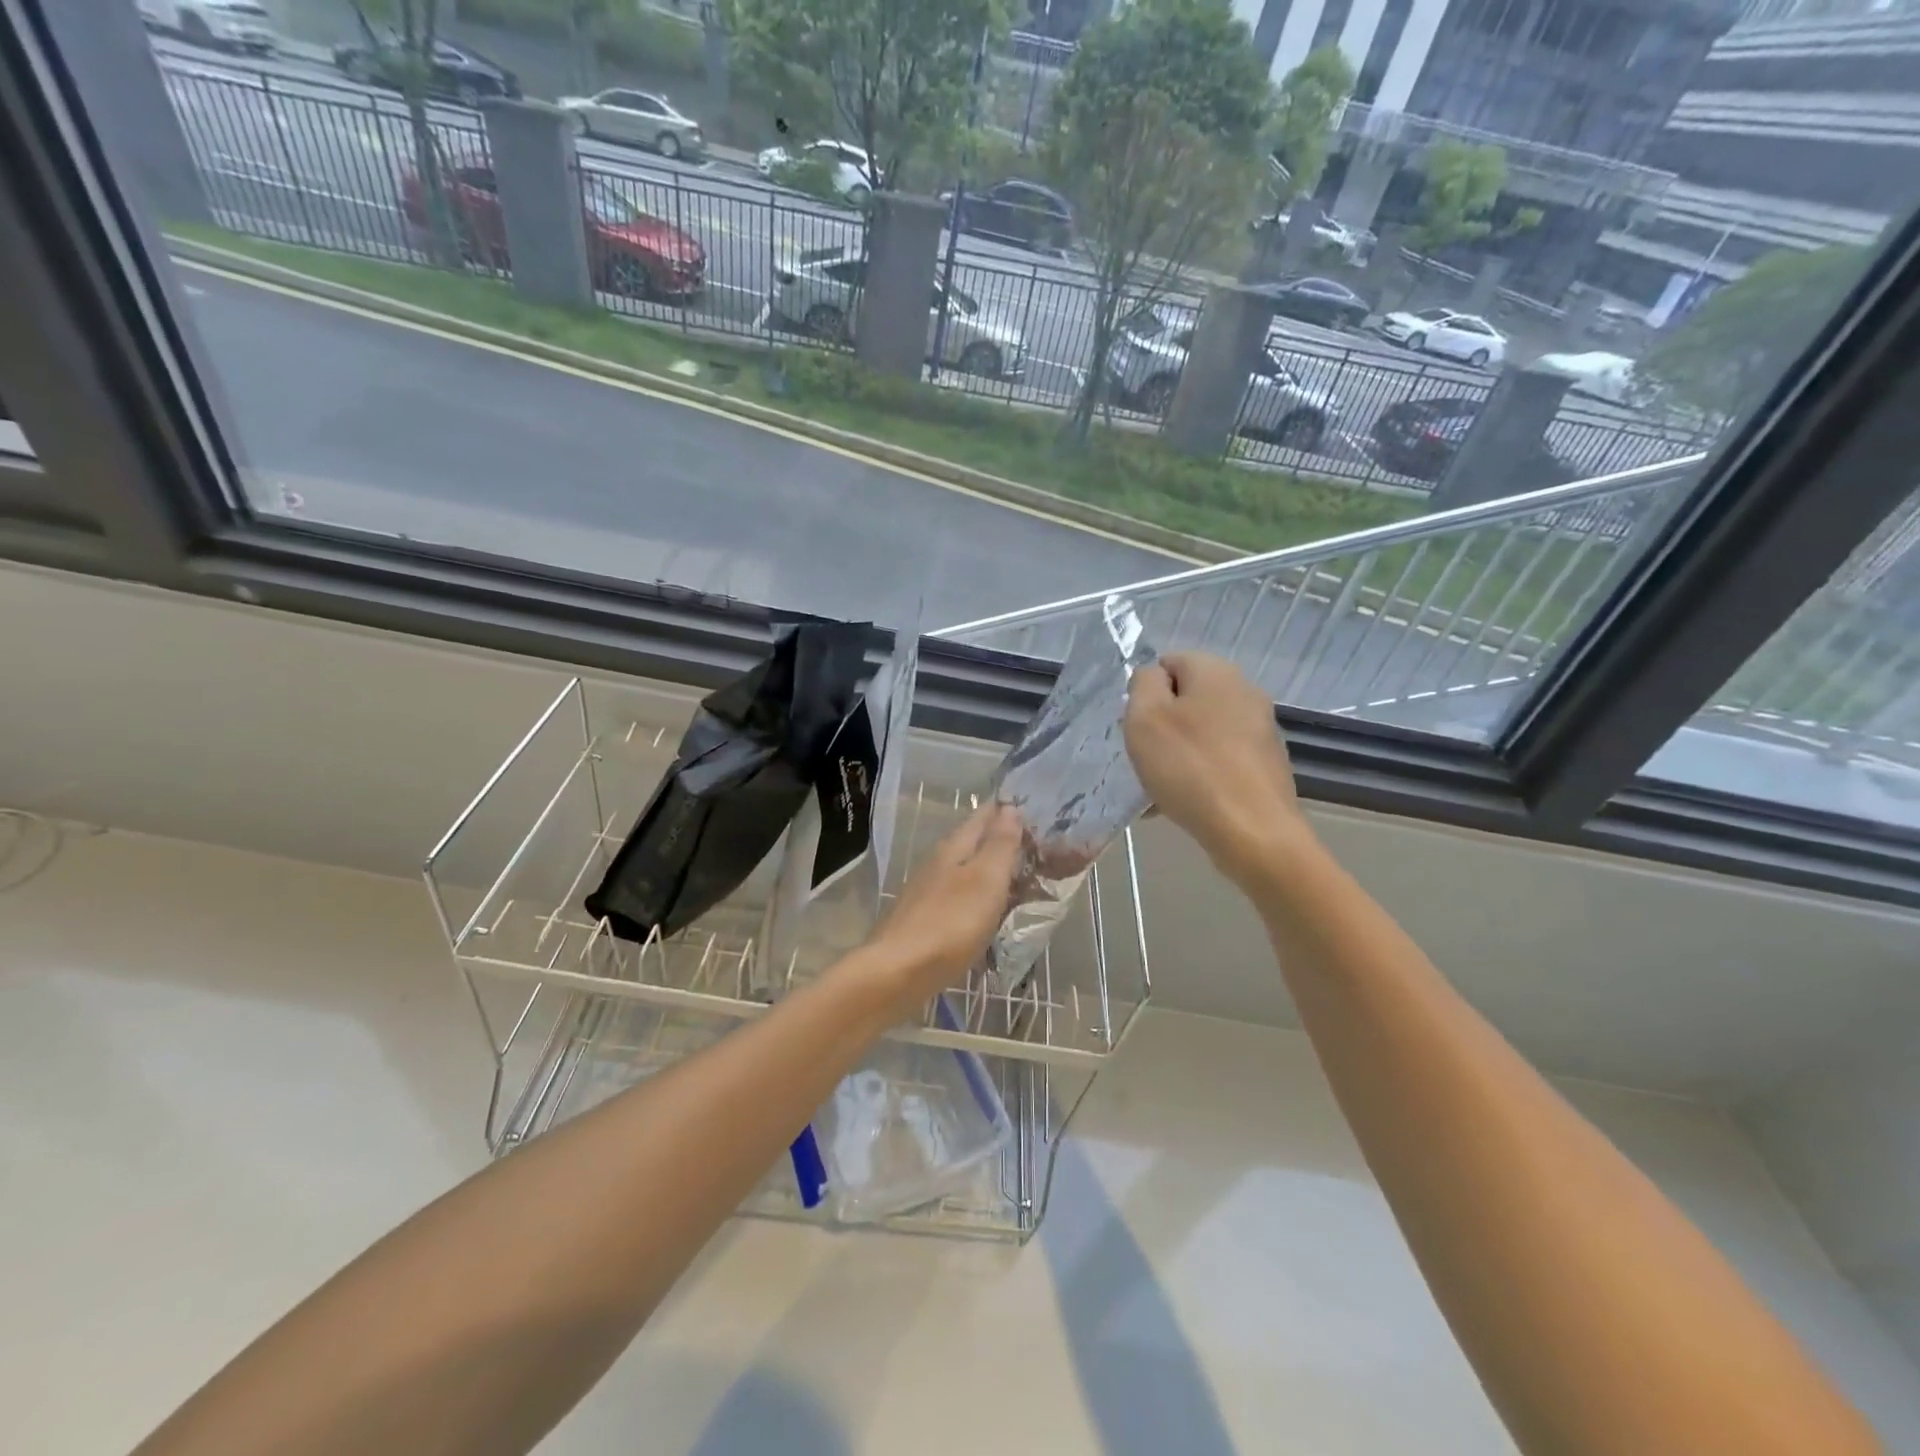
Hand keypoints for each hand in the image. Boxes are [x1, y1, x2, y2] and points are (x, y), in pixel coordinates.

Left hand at [859, 804, 1022, 1016]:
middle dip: (1002, 841)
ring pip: (966, 870)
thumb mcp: (985, 880)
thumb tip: (1010, 808)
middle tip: (1039, 847)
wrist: (898, 973)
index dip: (1008, 810)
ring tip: (1019, 878)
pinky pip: (959, 897)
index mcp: (954, 847)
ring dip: (991, 871)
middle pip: (974, 842)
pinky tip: (988, 910)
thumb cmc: (950, 923)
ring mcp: (928, 891)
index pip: (983, 816)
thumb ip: (1000, 844)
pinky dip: (979, 897)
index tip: (1036, 811)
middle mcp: (938, 862)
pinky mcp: (924, 919)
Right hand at [1124, 652, 1310, 881]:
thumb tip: (1153, 677)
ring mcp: (1260, 730)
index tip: (1134, 726)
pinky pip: (1219, 760)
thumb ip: (1143, 685)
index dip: (1144, 691)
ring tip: (1158, 789)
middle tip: (1143, 757)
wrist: (1254, 833)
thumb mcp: (1145, 718)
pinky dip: (1198, 775)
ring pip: (1202, 733)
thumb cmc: (1190, 769)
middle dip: (1160, 725)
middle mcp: (1245, 692)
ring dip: (1177, 754)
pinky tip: (1184, 803)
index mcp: (1216, 672)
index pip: (1168, 662)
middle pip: (1186, 699)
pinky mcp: (1266, 765)